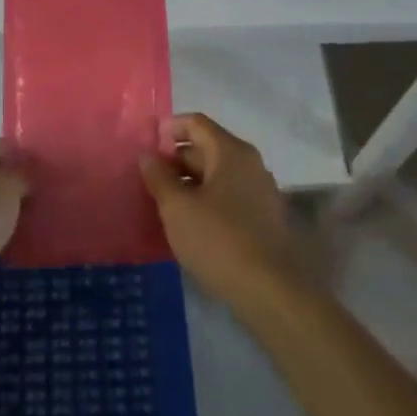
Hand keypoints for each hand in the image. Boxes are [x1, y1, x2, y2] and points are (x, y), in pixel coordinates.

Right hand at [140, 113, 312, 312]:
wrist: (271, 292)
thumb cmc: (218, 240)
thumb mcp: (177, 208)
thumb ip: (159, 178)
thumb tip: (147, 155)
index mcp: (231, 152)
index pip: (196, 124)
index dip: (169, 129)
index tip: (146, 146)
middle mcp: (250, 164)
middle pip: (207, 147)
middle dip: (176, 159)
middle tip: (149, 180)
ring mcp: (260, 191)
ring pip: (218, 174)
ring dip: (190, 182)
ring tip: (164, 203)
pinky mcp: (264, 218)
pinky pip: (228, 196)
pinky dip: (206, 200)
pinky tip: (190, 223)